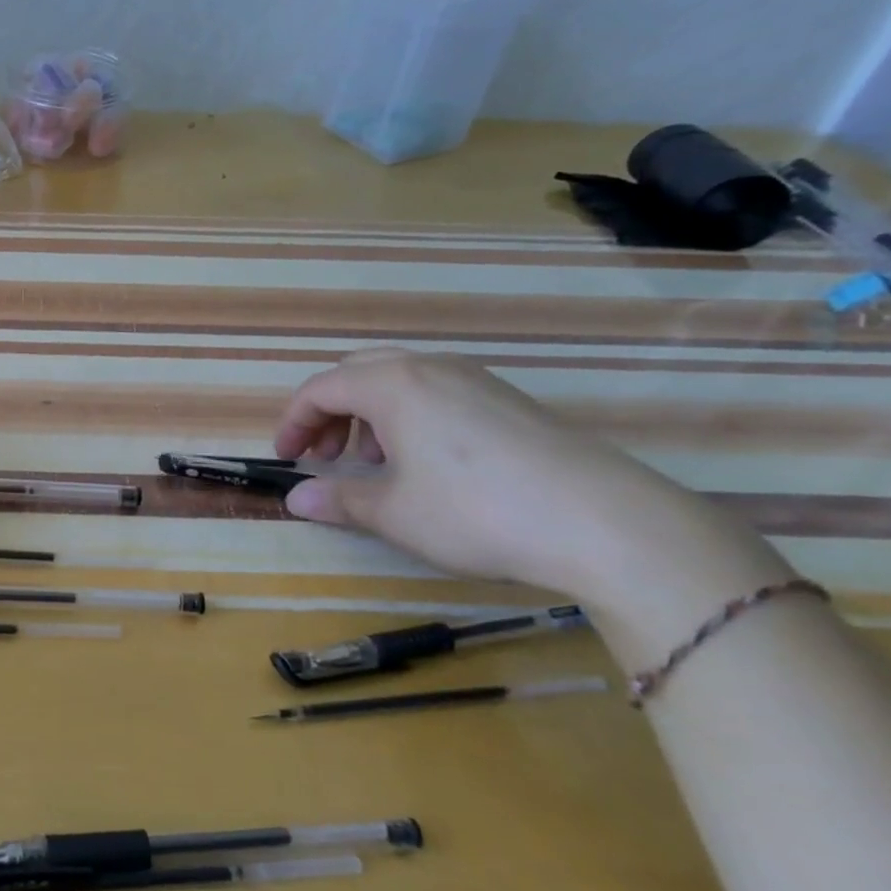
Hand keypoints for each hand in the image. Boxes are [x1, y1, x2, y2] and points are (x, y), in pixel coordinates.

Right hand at [273, 350, 784, 603]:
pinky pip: (436, 393)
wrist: (605, 522)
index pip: (320, 389)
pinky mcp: (507, 400)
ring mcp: (474, 379)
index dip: (293, 423)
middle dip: (329, 414)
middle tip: (324, 458)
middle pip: (357, 374)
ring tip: (372, 464)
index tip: (285, 460)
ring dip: (368, 416)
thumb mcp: (394, 512)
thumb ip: (338, 501)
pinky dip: (408, 418)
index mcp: (391, 384)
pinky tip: (424, 464)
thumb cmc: (476, 511)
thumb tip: (295, 500)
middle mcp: (429, 367)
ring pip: (398, 381)